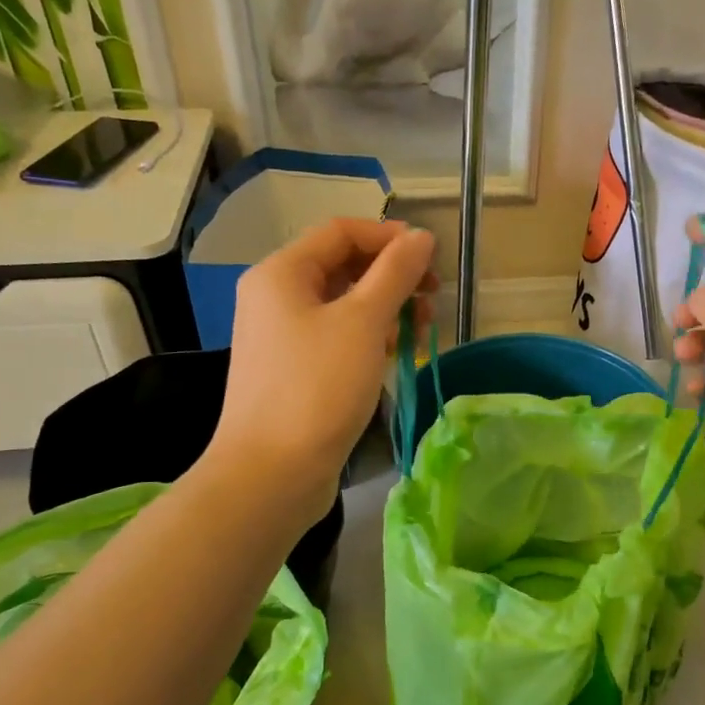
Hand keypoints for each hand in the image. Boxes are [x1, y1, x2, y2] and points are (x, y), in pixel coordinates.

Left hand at [211, 218, 436, 520]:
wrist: (272, 472)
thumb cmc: (318, 388)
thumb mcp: (364, 323)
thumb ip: (395, 273)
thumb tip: (421, 237)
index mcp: (281, 273)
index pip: (341, 232)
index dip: (389, 237)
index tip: (432, 259)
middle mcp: (275, 297)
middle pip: (342, 267)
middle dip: (392, 276)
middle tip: (432, 297)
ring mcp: (282, 337)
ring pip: (342, 305)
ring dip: (385, 309)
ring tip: (421, 330)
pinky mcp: (293, 371)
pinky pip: (336, 338)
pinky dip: (368, 339)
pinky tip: (395, 355)